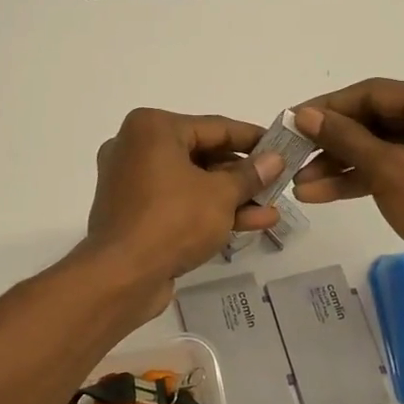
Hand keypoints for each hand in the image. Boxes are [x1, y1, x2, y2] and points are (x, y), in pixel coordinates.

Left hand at [82, 109, 283, 314]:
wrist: (121, 276)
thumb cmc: (172, 221)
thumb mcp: (220, 195)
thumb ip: (250, 175)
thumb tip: (275, 159)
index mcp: (151, 128)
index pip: (214, 127)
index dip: (252, 138)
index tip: (282, 146)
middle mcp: (136, 148)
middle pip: (202, 155)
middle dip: (243, 174)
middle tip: (278, 182)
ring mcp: (132, 182)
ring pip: (192, 183)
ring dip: (232, 197)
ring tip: (273, 209)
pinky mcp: (134, 213)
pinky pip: (179, 203)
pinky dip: (209, 211)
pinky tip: (251, 223)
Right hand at [292, 80, 403, 314]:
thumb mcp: (387, 170)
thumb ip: (343, 138)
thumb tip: (304, 114)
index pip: (373, 93)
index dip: (327, 107)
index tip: (290, 120)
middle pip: (374, 121)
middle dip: (331, 143)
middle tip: (291, 154)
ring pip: (379, 148)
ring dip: (340, 166)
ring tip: (299, 184)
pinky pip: (391, 169)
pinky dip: (360, 180)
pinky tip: (321, 194)